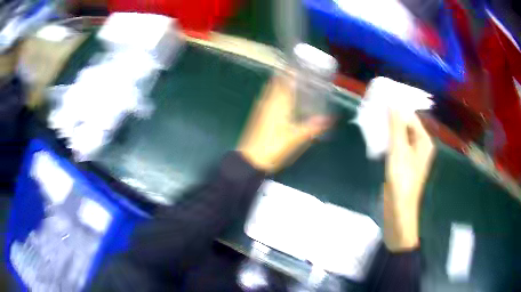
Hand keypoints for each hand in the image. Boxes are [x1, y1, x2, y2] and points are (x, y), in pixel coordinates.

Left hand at [238, 76, 330, 172]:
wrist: (251, 159)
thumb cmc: (274, 145)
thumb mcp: (296, 137)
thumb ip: (312, 127)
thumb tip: (330, 119)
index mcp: (278, 104)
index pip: (285, 82)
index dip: (290, 73)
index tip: (297, 66)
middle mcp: (268, 102)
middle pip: (275, 84)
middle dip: (284, 76)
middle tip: (295, 72)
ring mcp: (261, 109)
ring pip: (270, 91)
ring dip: (278, 84)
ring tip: (289, 82)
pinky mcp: (257, 116)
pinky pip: (267, 99)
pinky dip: (274, 95)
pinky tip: (279, 101)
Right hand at [383, 110, 434, 250]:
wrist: (398, 209)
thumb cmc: (402, 180)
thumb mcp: (399, 150)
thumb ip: (396, 126)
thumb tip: (393, 102)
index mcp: (424, 141)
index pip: (411, 117)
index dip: (398, 107)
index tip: (382, 99)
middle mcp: (420, 145)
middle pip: (407, 125)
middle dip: (393, 117)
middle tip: (376, 108)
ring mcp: (412, 155)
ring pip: (401, 134)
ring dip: (389, 128)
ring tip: (375, 119)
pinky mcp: (404, 162)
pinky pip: (397, 145)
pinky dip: (389, 139)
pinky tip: (378, 136)